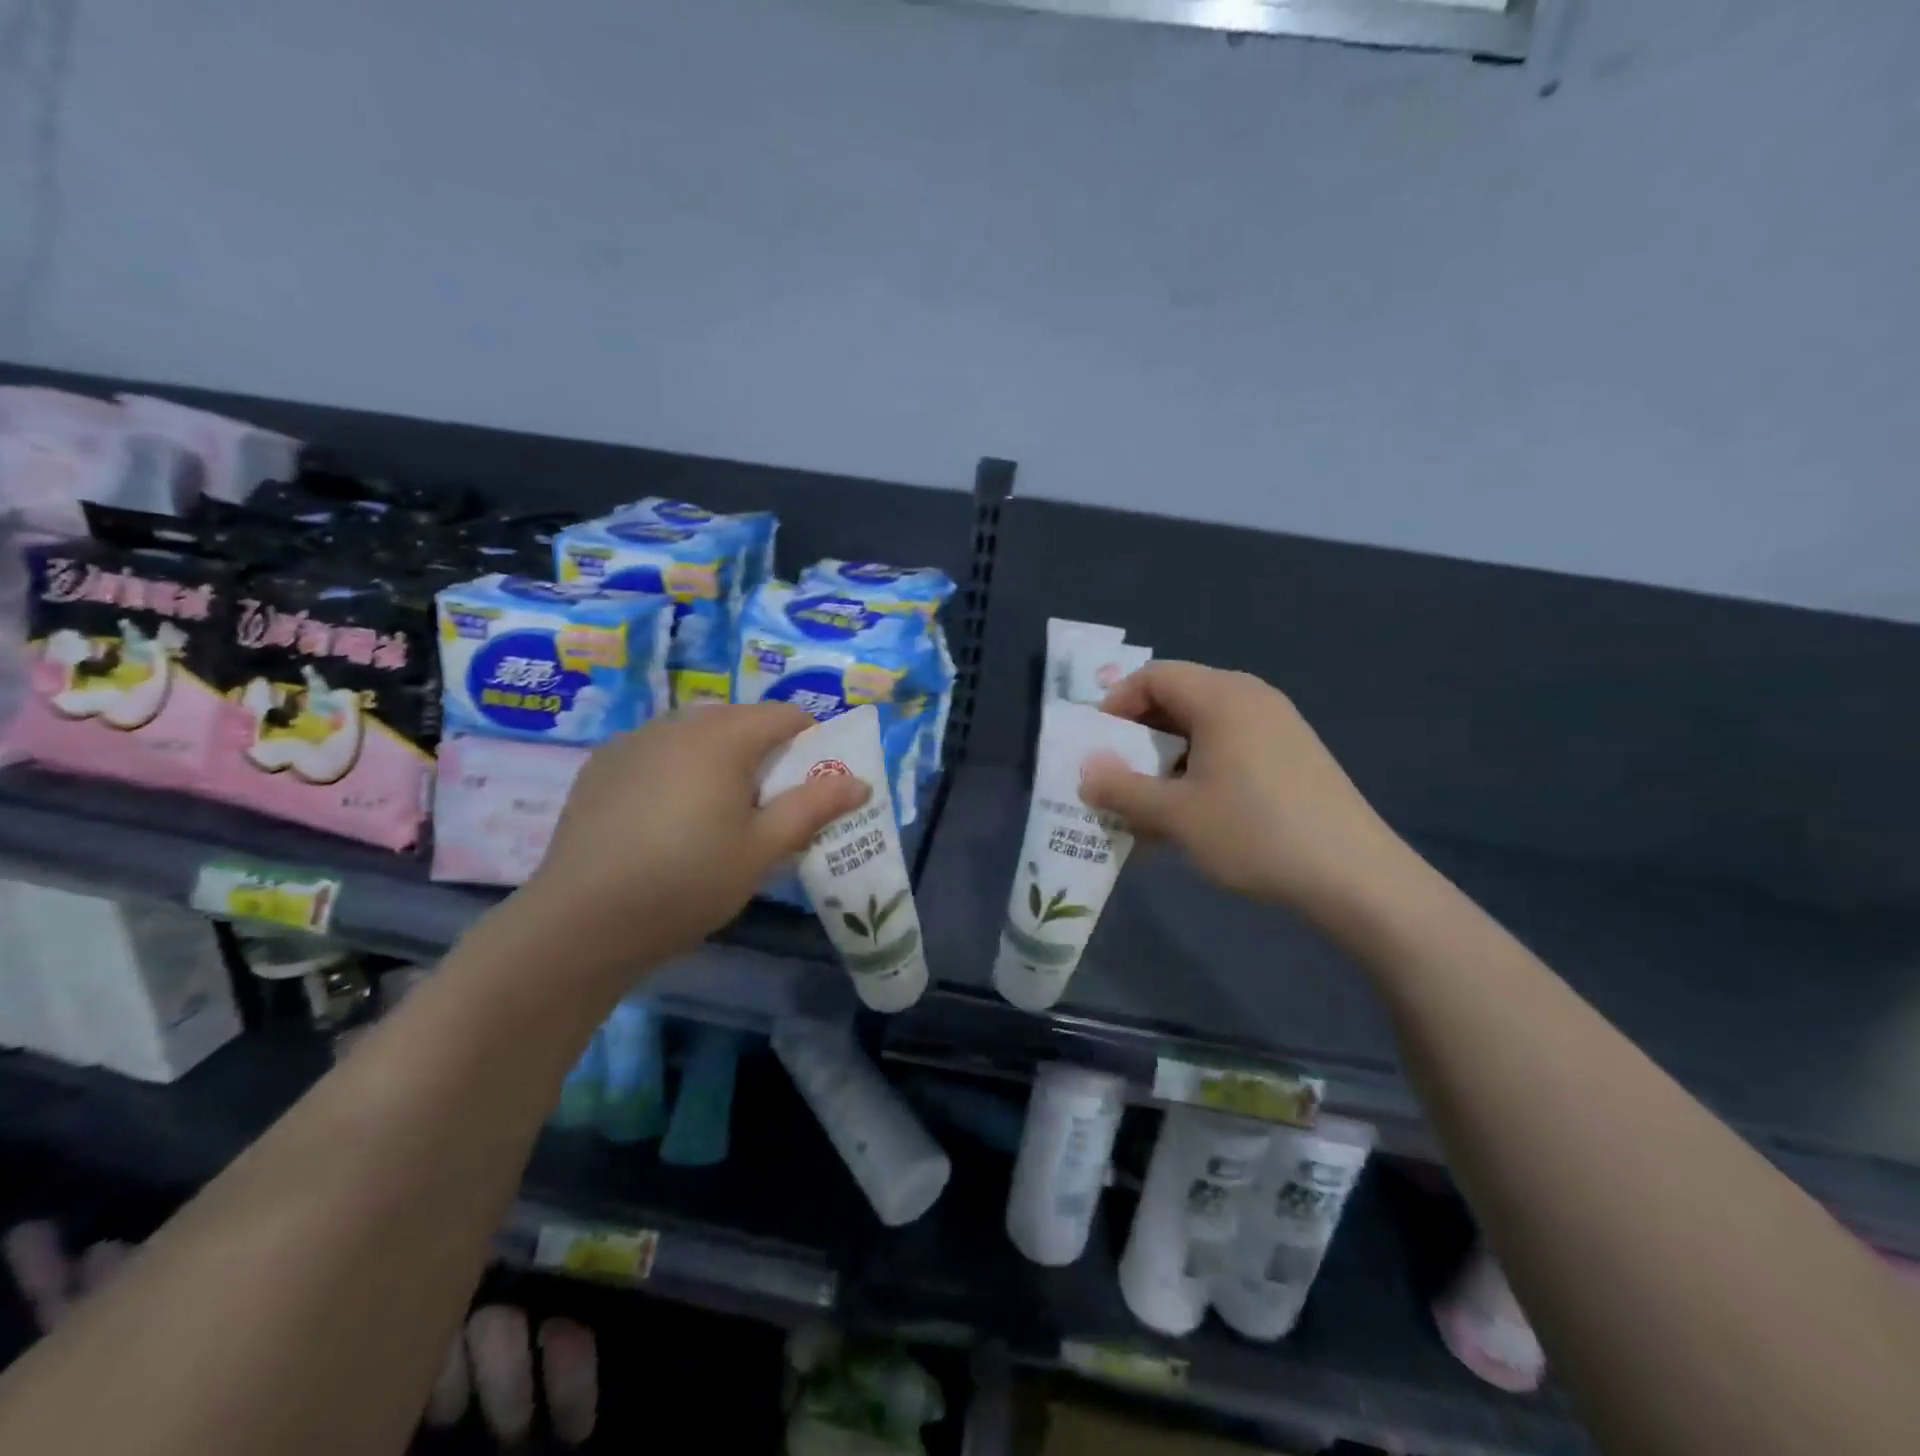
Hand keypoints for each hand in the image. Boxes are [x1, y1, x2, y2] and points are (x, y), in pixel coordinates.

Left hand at [516, 704, 867, 972]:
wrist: (580, 922)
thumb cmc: (687, 882)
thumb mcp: (763, 849)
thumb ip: (814, 807)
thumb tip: (860, 782)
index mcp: (723, 737)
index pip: (785, 715)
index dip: (811, 742)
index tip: (814, 784)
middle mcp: (677, 724)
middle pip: (739, 720)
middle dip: (765, 752)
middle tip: (768, 805)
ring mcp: (633, 741)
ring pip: (695, 734)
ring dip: (719, 759)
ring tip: (716, 814)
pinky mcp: (601, 765)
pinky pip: (657, 752)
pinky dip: (677, 769)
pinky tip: (665, 819)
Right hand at [1080, 662, 1411, 918]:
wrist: (1356, 878)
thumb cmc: (1255, 833)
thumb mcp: (1176, 815)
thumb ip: (1122, 789)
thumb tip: (1085, 770)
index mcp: (1221, 697)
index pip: (1154, 676)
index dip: (1116, 704)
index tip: (1096, 745)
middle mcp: (1251, 698)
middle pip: (1178, 699)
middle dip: (1139, 737)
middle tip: (1117, 777)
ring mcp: (1278, 726)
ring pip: (1203, 729)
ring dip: (1167, 761)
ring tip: (1150, 807)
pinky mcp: (1294, 756)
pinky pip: (1231, 748)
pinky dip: (1199, 772)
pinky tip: (1193, 817)